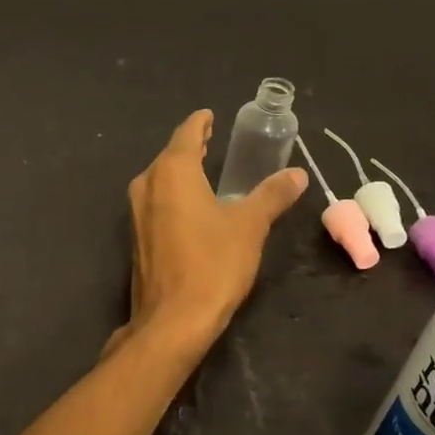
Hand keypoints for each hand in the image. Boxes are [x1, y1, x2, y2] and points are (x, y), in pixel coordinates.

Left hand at [107, 110, 306, 355]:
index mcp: (172, 172)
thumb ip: (272, 195)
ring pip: (160, 179)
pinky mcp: (137, 237)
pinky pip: (157, 202)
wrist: (172, 319)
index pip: (187, 134)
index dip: (201, 123)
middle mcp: (147, 185)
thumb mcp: (250, 226)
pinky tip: (192, 206)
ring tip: (206, 168)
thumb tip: (297, 174)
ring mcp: (137, 212)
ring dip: (182, 171)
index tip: (211, 115)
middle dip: (192, 146)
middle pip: (170, 155)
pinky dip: (174, 195)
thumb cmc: (213, 264)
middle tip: (214, 140)